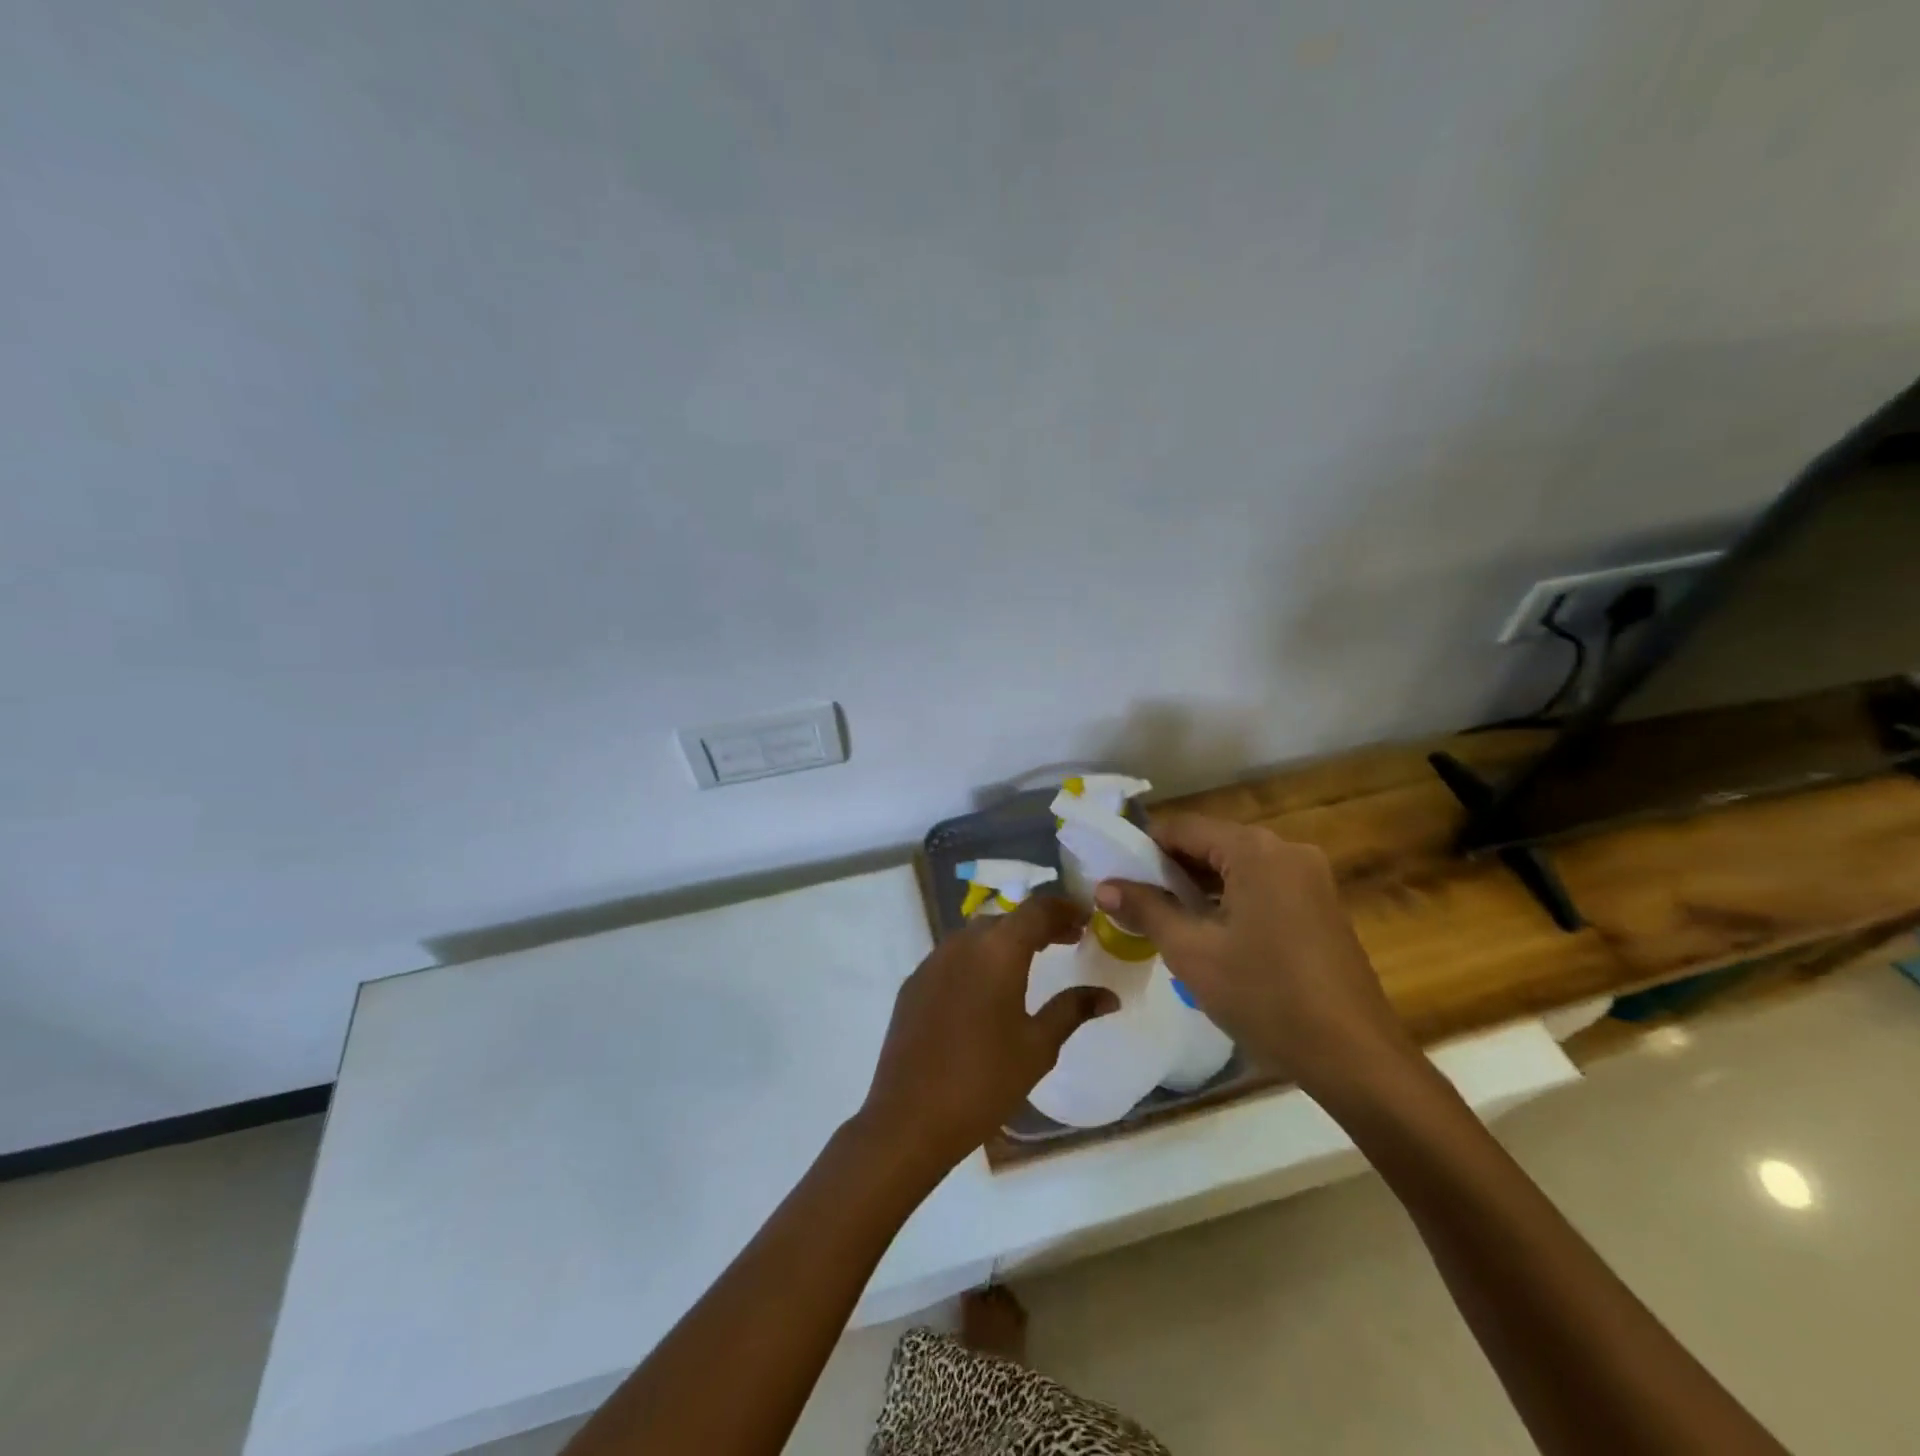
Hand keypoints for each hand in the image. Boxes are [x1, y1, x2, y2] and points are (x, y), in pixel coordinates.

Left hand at [858, 895, 1113, 1174]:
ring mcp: (933, 961)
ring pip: (977, 934)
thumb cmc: (984, 1080)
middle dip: (1039, 924)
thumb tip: (1109, 996)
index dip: (1064, 908)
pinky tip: (989, 987)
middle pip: (1007, 918)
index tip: (1087, 919)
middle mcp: (963, 943)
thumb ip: (1073, 1010)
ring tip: (1033, 959)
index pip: (1037, 909)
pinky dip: (979, 956)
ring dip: (1007, 938)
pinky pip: (954, 955)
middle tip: (1068, 940)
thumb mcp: (1038, 1046)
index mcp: (997, 950)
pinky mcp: (915, 982)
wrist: (910, 1117)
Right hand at [1094, 814, 1416, 1098]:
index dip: (1142, 847)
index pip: (1182, 827)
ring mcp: (1310, 878)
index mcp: (1255, 850)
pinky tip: (1208, 934)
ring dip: (1197, 888)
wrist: (1355, 1057)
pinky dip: (1229, 901)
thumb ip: (1145, 909)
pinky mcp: (1320, 906)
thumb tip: (1104, 886)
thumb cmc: (1265, 996)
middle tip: (1132, 902)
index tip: (1113, 875)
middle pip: (1210, 844)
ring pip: (1236, 867)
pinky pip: (1261, 887)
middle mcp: (1286, 850)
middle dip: (1169, 870)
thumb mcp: (1191, 952)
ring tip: (1162, 920)